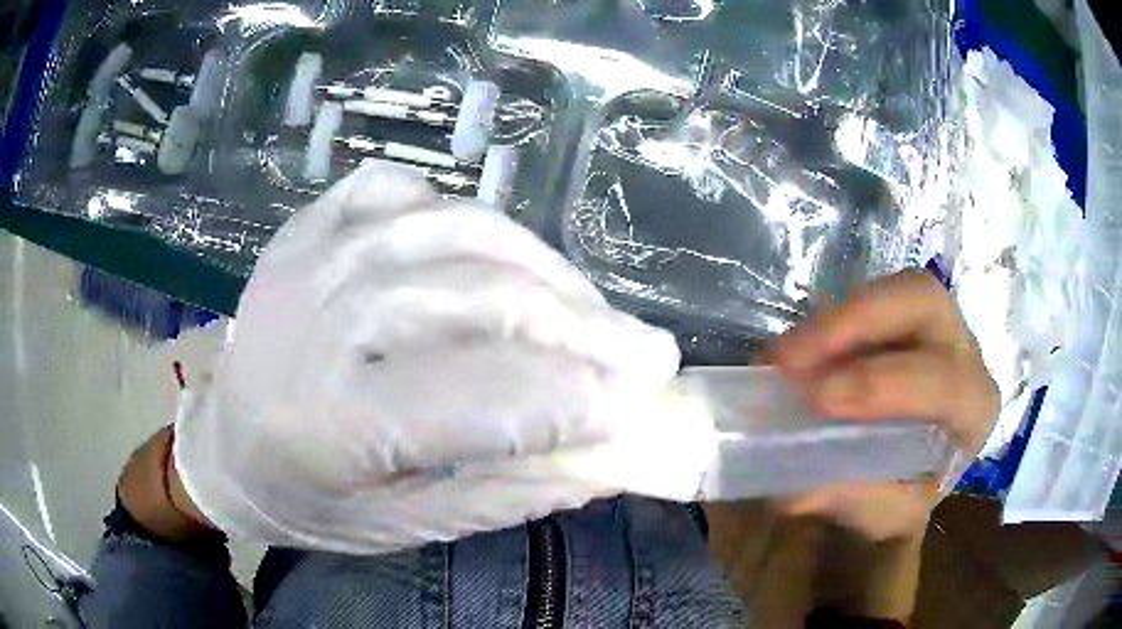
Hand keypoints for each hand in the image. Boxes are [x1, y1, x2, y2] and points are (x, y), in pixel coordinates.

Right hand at [771, 270, 998, 540]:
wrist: (908, 475)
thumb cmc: (907, 494)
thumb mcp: (886, 515)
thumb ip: (856, 501)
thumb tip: (800, 490)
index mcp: (974, 406)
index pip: (943, 379)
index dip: (883, 382)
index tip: (819, 400)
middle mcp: (963, 351)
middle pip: (923, 302)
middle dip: (856, 324)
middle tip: (792, 360)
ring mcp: (933, 325)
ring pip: (893, 291)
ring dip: (834, 321)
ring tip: (783, 358)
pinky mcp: (900, 317)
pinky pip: (867, 300)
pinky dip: (827, 325)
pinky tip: (797, 356)